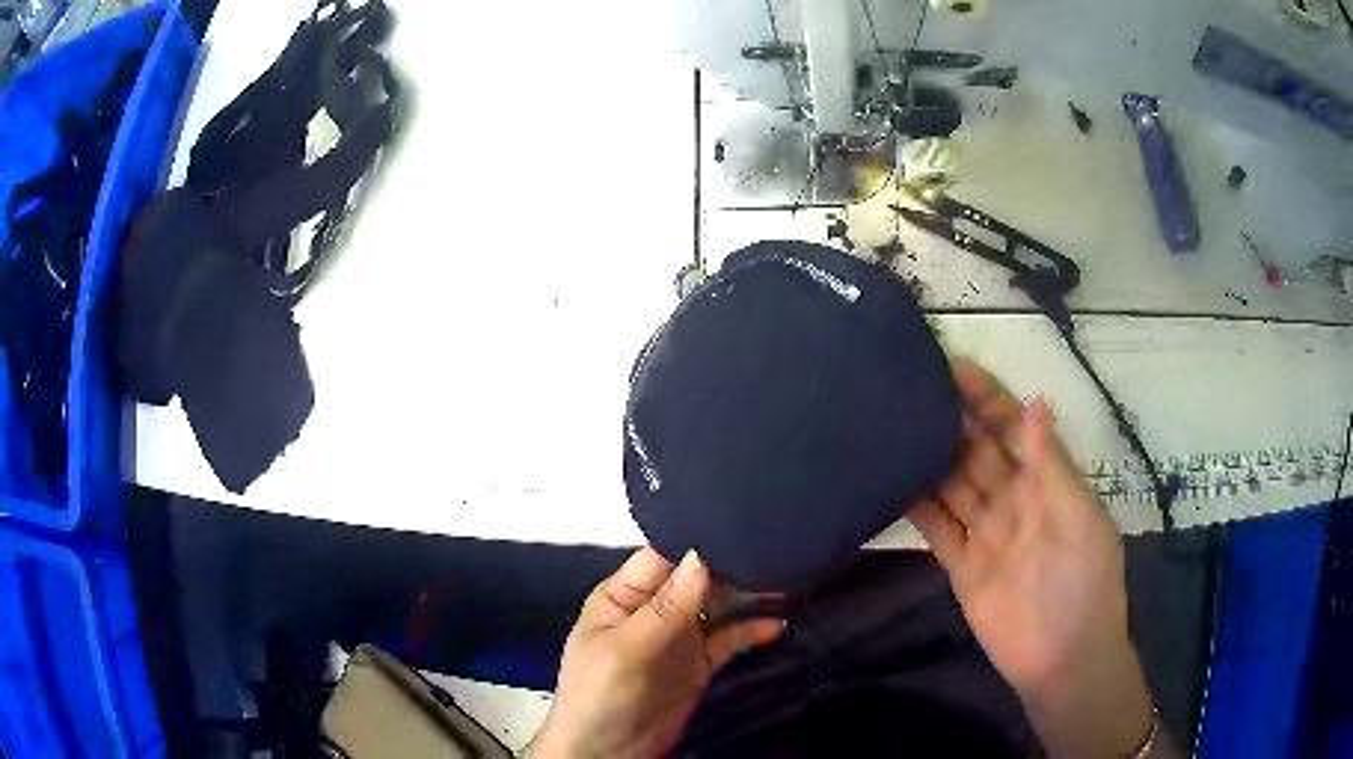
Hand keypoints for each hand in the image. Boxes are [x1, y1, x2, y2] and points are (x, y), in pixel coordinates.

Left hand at [530, 548, 783, 758]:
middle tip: (777, 552)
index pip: (664, 555)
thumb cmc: (599, 697)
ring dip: (749, 595)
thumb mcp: (627, 649)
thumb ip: (665, 606)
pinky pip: (730, 637)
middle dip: (733, 565)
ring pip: (719, 604)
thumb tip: (701, 555)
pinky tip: (776, 624)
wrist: (608, 754)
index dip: (699, 540)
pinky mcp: (699, 662)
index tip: (742, 525)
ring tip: (787, 581)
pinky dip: (753, 629)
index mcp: (624, 596)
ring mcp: (679, 637)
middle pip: (698, 576)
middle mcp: (654, 610)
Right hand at [909, 359, 1157, 757]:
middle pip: (976, 450)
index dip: (987, 396)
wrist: (1064, 657)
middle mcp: (1013, 499)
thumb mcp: (1080, 518)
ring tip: (892, 427)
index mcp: (1046, 481)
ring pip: (952, 484)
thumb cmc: (1086, 582)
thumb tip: (1034, 401)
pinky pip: (936, 529)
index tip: (952, 367)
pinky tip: (890, 484)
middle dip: (950, 419)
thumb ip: (1053, 465)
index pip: (1013, 426)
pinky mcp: (962, 566)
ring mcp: (986, 532)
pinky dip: (916, 508)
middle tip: (908, 389)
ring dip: (928, 458)